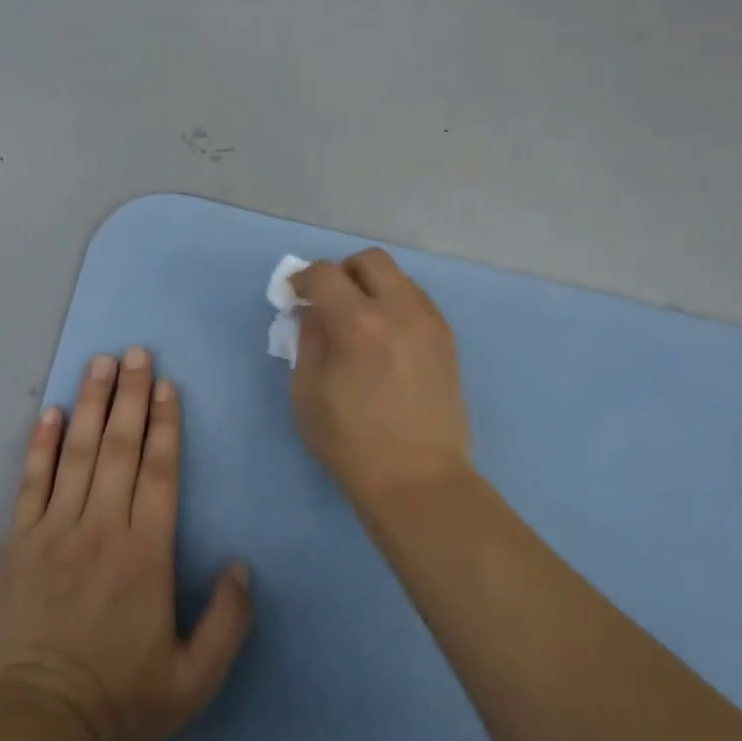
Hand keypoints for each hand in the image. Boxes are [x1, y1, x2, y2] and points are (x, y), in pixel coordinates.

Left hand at [0, 348, 253, 740]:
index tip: (167, 385)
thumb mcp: (194, 681)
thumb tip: (243, 565)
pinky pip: (32, 481)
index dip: (165, 424)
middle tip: (136, 352)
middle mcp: (101, 527)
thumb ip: (228, 622)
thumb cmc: (119, 698)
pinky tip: (50, 412)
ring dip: (90, 403)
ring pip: (77, 452)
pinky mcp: (18, 542)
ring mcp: (54, 529)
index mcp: (145, 553)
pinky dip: (41, 444)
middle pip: (119, 447)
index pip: (159, 471)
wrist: (35, 721)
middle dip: (130, 395)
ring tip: (100, 363)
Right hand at [290, 249, 470, 502]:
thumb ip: (309, 340)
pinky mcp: (447, 340)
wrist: (418, 480)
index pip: (325, 274)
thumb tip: (315, 312)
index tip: (294, 296)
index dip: (302, 279)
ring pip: (399, 278)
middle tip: (329, 301)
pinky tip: (385, 339)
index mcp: (360, 323)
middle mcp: (400, 310)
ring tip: (360, 322)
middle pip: (370, 260)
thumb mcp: (307, 392)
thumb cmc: (351, 442)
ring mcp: (430, 323)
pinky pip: (417, 302)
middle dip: (343, 272)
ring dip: (372, 287)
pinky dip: (396, 305)